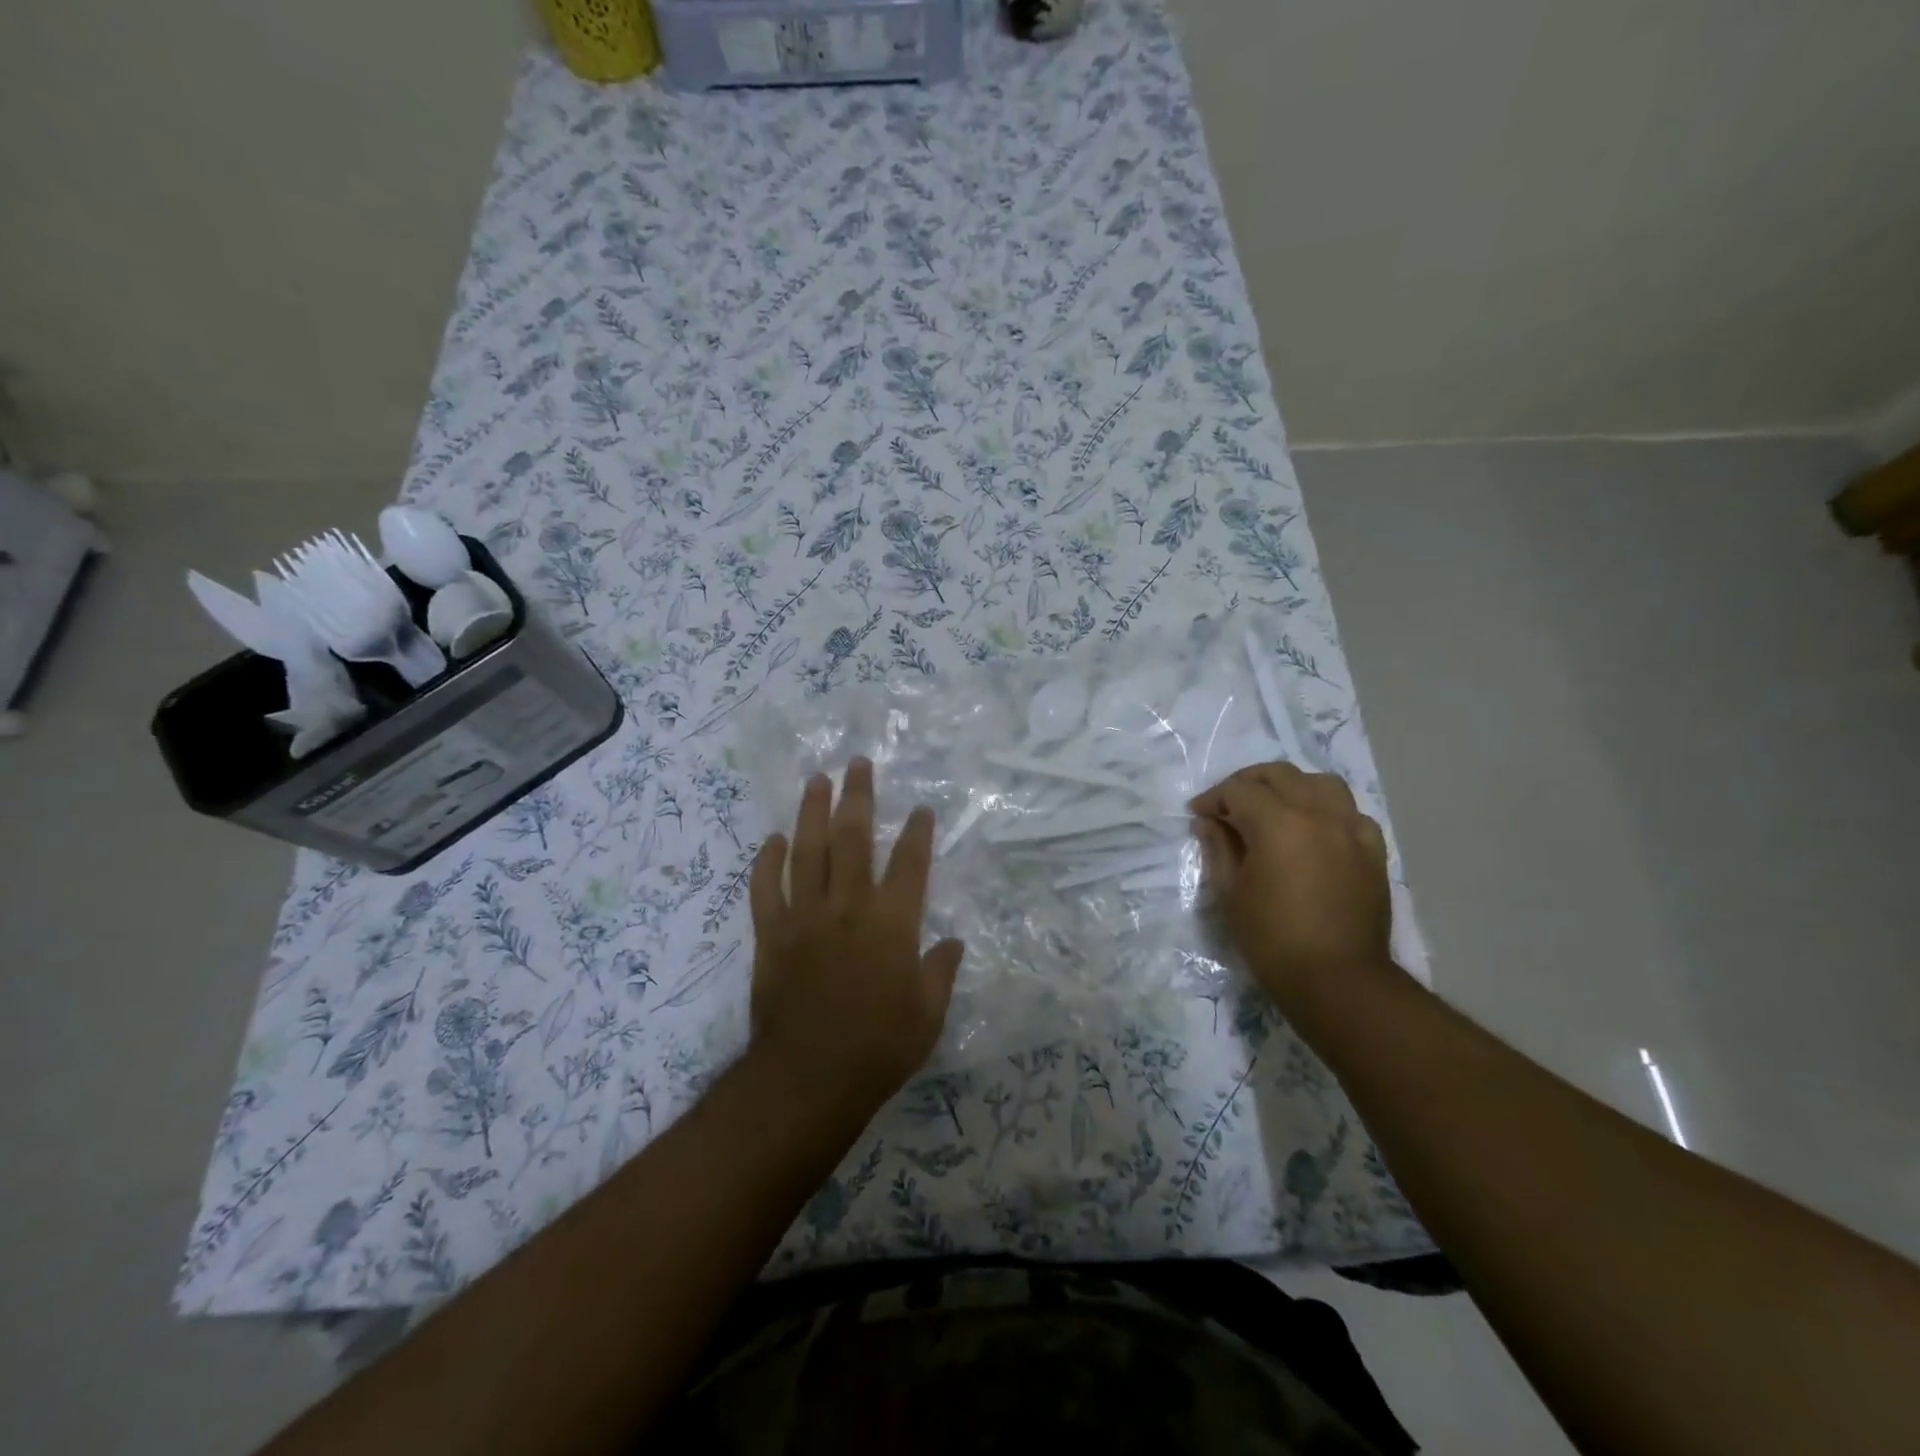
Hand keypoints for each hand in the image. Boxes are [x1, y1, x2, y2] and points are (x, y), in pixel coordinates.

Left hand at [748, 758, 964, 1117]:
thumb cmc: (877, 1050)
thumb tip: (952, 942)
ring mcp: (805, 917)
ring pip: (807, 851)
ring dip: (812, 812)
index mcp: (892, 925)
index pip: (909, 864)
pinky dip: (767, 861)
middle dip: (857, 798)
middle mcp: (848, 908)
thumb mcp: (927, 1017)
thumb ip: (940, 973)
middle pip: (853, 840)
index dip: (917, 832)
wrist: (807, 1079)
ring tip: (817, 780)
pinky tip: (773, 839)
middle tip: (857, 764)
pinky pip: (765, 889)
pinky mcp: (771, 935)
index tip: (920, 808)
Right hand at [1189, 761, 1392, 1005]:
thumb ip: (1218, 848)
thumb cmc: (1272, 938)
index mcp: (1277, 822)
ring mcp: (1351, 830)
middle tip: (1229, 805)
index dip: (1213, 798)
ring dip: (1292, 787)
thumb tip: (1209, 822)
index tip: (1199, 814)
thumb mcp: (1230, 892)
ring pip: (1321, 783)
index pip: (1239, 790)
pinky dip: (1328, 811)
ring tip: (1275, 807)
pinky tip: (1315, 831)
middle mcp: (1318, 814)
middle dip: (1248, 783)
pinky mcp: (1373, 851)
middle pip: (1280, 775)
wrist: (1337, 979)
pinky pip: (1351, 813)